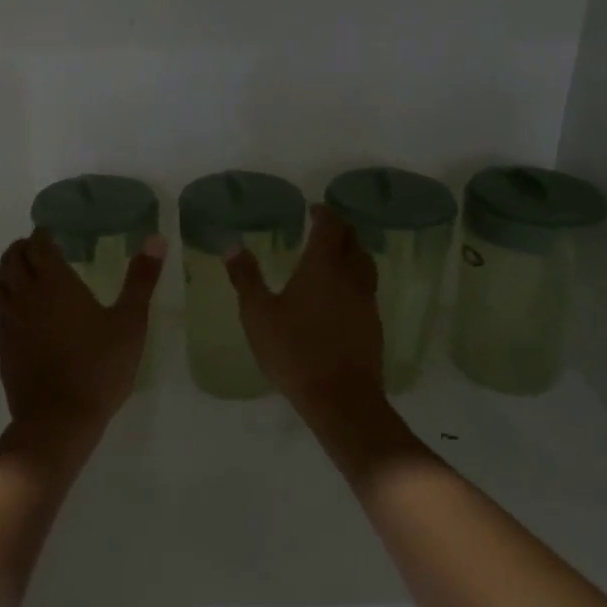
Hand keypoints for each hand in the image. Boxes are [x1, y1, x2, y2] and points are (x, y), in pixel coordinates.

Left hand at [0, 229, 165, 457]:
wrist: (58, 420)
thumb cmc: (99, 368)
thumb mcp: (130, 322)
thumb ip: (141, 279)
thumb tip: (155, 238)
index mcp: (54, 283)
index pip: (38, 246)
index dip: (42, 235)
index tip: (51, 232)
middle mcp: (26, 295)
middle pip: (12, 260)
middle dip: (22, 248)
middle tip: (38, 247)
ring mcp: (10, 321)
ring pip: (0, 283)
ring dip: (9, 270)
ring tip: (25, 271)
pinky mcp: (3, 346)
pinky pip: (0, 310)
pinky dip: (7, 297)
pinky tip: (22, 310)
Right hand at [225, 205, 385, 424]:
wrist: (340, 397)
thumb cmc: (294, 350)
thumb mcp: (258, 314)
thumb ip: (246, 278)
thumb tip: (233, 246)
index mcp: (322, 266)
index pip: (330, 227)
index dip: (324, 214)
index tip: (314, 209)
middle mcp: (350, 276)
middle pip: (353, 241)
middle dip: (340, 229)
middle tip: (325, 227)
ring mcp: (366, 301)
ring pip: (365, 264)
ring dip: (352, 252)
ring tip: (335, 256)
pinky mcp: (373, 324)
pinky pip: (366, 289)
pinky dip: (355, 280)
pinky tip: (341, 295)